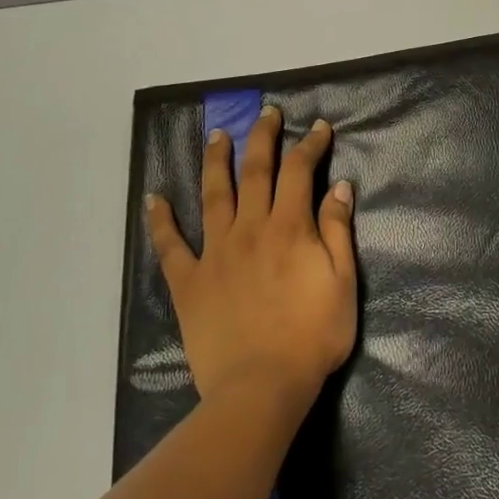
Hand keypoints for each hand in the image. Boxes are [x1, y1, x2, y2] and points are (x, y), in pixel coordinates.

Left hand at [146, 106, 357, 408]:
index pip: (300, 172)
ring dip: (215, 161)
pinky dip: (161, 219)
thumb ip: (338, 231)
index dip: (310, 145)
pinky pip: (170, 245)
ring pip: (213, 195)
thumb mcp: (343, 282)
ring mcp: (215, 253)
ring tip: (216, 135)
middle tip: (266, 113)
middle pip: (255, 172)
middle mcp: (250, 229)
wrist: (262, 386)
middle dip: (263, 138)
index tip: (318, 127)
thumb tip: (340, 186)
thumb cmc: (313, 336)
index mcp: (290, 228)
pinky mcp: (189, 281)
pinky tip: (155, 198)